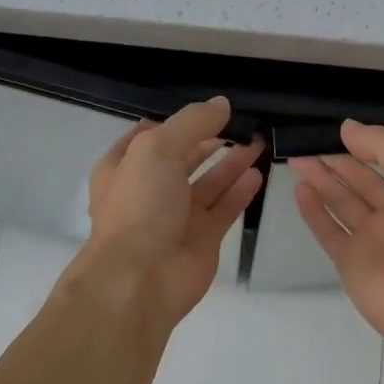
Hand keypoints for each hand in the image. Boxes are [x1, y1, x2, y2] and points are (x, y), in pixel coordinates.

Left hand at [75, 97, 264, 326]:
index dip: (179, 121)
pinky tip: (258, 173)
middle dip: (212, 139)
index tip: (210, 108)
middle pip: (184, 157)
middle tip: (245, 122)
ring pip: (208, 182)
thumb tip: (222, 104)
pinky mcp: (202, 238)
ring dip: (232, 162)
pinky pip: (224, 208)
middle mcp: (149, 189)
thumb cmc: (140, 206)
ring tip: (258, 141)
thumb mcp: (157, 149)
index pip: (152, 134)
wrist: (140, 279)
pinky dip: (240, 190)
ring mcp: (176, 216)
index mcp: (124, 166)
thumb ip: (191, 123)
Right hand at [289, 121, 383, 383]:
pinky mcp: (352, 264)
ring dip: (321, 181)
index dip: (364, 144)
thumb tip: (348, 128)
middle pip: (361, 181)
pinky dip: (314, 212)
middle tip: (306, 142)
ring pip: (342, 203)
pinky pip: (329, 232)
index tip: (336, 129)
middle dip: (336, 161)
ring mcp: (374, 241)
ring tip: (297, 159)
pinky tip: (300, 190)